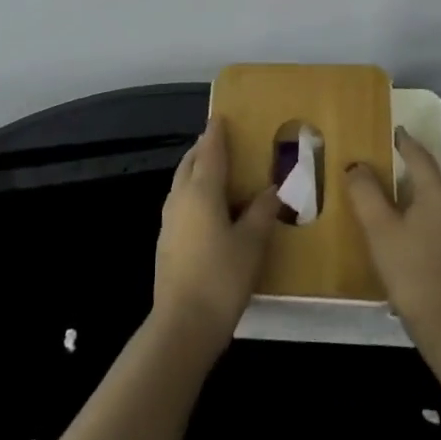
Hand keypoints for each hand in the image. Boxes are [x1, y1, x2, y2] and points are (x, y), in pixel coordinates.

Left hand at [152, 117, 278, 346]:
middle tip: (222, 141)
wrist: (184, 322)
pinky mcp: (167, 240)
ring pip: (181, 182)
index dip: (216, 133)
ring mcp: (169, 220)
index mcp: (201, 191)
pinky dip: (193, 191)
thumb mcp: (252, 242)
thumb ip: (262, 212)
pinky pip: (180, 201)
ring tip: (216, 169)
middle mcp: (180, 198)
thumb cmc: (222, 276)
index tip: (221, 117)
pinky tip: (208, 206)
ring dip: (196, 170)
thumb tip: (273, 190)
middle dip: (204, 149)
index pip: (210, 152)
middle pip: (190, 163)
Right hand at [345, 133, 440, 345]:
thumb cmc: (411, 271)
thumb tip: (357, 166)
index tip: (397, 132)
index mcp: (438, 194)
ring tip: (422, 198)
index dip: (407, 143)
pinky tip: (432, 237)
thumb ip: (366, 194)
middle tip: (423, 159)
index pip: (422, 158)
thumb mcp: (379, 231)